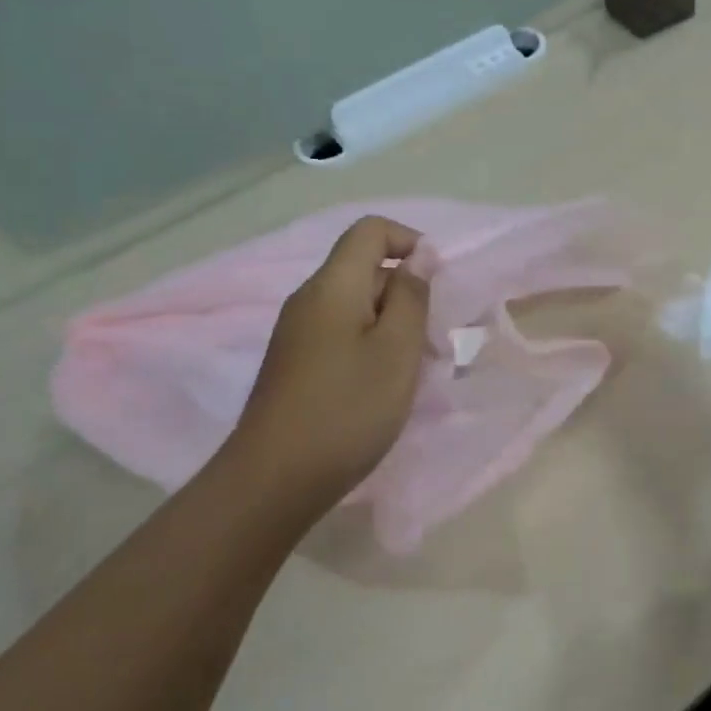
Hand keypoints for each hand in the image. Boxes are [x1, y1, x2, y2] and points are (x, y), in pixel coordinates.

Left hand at [227, 216, 431, 515]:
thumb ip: (412, 297)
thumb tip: (419, 256)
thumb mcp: (396, 351)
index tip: (437, 284)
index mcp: (332, 286)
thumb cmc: (347, 410)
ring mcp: (297, 332)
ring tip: (411, 370)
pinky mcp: (295, 362)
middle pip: (364, 268)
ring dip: (391, 325)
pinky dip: (370, 346)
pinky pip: (340, 333)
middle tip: (431, 342)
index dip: (410, 242)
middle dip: (406, 293)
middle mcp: (309, 299)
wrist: (274, 480)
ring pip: (355, 306)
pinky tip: (381, 386)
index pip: (370, 231)